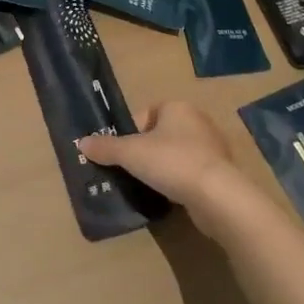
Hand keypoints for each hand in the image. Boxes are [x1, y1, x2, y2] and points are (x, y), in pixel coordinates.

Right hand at [78, 100, 249, 235]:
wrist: (218, 196)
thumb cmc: (171, 162)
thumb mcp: (130, 153)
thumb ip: (105, 147)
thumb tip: (81, 143)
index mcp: (177, 107)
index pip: (145, 114)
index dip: (129, 133)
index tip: (122, 154)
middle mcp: (197, 121)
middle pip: (160, 134)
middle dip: (145, 151)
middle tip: (132, 170)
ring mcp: (213, 147)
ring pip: (176, 154)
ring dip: (163, 167)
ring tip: (150, 185)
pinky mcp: (222, 172)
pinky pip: (192, 172)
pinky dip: (180, 182)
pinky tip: (171, 196)